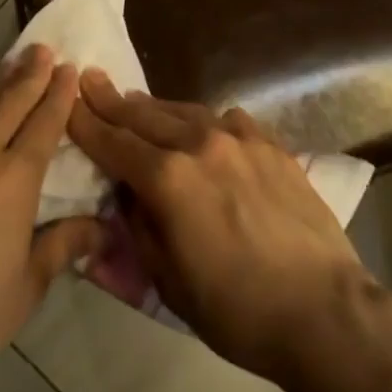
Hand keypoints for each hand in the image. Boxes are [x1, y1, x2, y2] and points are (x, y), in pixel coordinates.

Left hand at [0, 46, 102, 391]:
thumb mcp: (26, 287)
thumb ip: (62, 245)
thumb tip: (101, 228)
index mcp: (13, 179)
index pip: (43, 122)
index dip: (57, 93)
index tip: (67, 68)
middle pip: (8, 101)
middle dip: (29, 73)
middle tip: (41, 50)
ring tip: (7, 68)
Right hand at [69, 70, 377, 387]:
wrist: (324, 311)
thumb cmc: (237, 310)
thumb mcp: (168, 281)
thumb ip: (140, 227)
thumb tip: (126, 195)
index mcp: (167, 179)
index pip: (113, 142)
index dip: (86, 123)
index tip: (67, 102)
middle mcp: (198, 145)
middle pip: (144, 116)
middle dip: (112, 100)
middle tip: (91, 79)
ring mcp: (239, 139)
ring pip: (184, 111)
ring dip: (155, 108)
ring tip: (137, 102)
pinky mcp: (271, 146)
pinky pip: (228, 120)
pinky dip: (205, 121)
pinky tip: (204, 128)